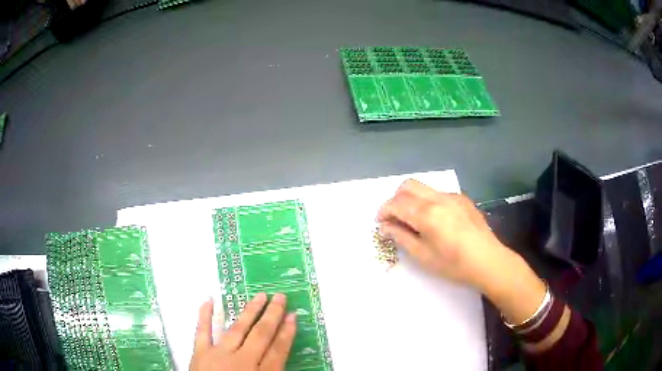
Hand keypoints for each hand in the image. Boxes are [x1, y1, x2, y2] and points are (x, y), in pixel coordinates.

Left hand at [190, 293, 296, 370]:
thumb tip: (281, 357)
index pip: (278, 351)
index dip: (287, 333)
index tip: (293, 316)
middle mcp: (241, 362)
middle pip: (260, 335)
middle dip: (272, 316)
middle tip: (280, 296)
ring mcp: (218, 356)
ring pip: (236, 329)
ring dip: (249, 312)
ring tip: (259, 296)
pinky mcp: (199, 354)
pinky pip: (202, 332)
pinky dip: (204, 316)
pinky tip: (208, 300)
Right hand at [377, 179, 508, 288]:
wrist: (488, 261)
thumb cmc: (453, 264)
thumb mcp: (423, 255)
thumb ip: (401, 237)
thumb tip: (385, 226)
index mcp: (427, 214)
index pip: (396, 203)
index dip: (384, 211)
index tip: (380, 223)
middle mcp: (438, 198)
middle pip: (408, 186)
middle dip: (395, 199)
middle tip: (395, 219)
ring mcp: (452, 196)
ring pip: (424, 188)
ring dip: (412, 199)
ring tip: (414, 220)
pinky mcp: (463, 199)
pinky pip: (438, 193)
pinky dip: (428, 202)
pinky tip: (435, 220)